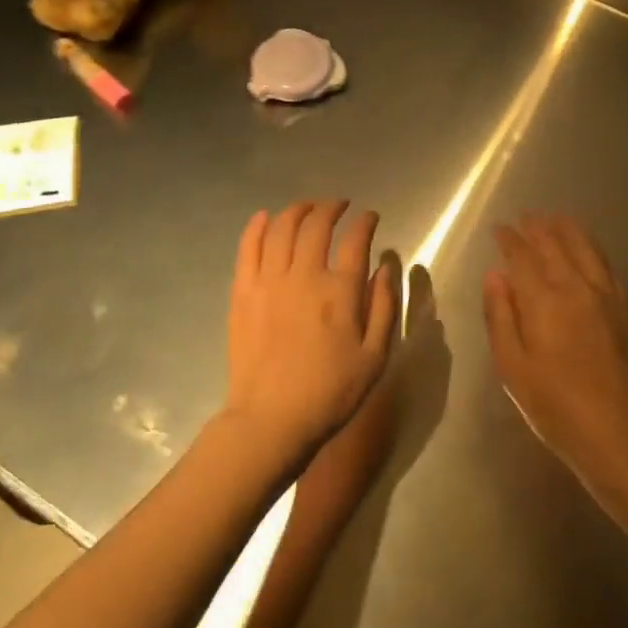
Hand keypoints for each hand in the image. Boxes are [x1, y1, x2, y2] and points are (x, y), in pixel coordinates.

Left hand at [226, 201, 399, 466]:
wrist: (270, 420)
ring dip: (297, 210)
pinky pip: (248, 247)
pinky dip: (257, 226)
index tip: (370, 217)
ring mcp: (269, 281)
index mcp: (340, 291)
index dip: (365, 222)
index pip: (356, 239)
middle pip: (317, 224)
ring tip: (308, 208)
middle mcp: (304, 275)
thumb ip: (384, 306)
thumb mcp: (375, 356)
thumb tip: (385, 267)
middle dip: (331, 208)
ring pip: (282, 228)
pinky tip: (265, 217)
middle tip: (340, 206)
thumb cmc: (330, 393)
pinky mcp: (243, 292)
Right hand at [483, 214, 627, 481]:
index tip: (499, 228)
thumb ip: (501, 317)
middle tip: (526, 217)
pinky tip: (587, 249)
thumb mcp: (512, 368)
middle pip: (555, 245)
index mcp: (544, 301)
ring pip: (584, 248)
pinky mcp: (626, 308)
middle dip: (538, 228)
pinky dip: (592, 248)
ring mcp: (606, 295)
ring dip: (567, 230)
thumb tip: (494, 276)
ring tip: (555, 219)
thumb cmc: (555, 406)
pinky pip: (606, 264)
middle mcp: (576, 287)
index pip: (522, 257)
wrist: (619, 431)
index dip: (509, 240)